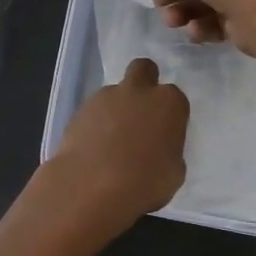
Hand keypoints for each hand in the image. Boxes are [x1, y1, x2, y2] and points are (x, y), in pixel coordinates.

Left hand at [50, 57, 189, 222]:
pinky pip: (93, 111)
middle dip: (144, 82)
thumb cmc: (144, 183)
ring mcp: (105, 97)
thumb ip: (169, 149)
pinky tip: (94, 148)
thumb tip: (158, 146)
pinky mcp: (79, 109)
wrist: (91, 186)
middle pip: (143, 69)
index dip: (170, 113)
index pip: (175, 97)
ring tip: (112, 141)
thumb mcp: (174, 172)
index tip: (166, 131)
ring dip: (116, 108)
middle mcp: (138, 91)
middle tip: (141, 111)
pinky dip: (95, 123)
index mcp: (168, 103)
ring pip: (115, 92)